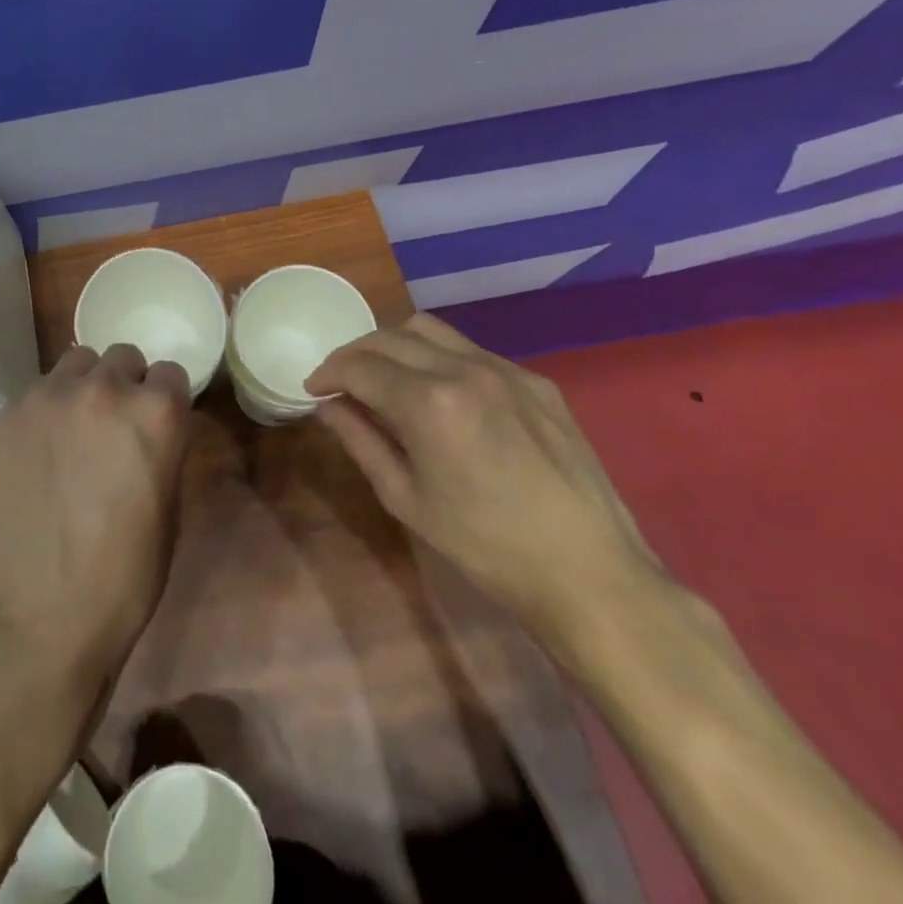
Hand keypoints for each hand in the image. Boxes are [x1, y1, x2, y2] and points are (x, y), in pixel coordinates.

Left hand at [0, 344, 192, 695]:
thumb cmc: (124, 575)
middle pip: (122, 356)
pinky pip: (39, 390)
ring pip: (77, 362)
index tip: (156, 423)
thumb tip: (149, 427)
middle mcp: (104, 389)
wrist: (40, 611)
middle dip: (125, 384)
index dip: (165, 398)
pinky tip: (41, 449)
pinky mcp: (11, 412)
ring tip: (75, 428)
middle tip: (114, 425)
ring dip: (85, 385)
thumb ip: (161, 446)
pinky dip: (47, 409)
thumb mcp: (168, 507)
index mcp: (156, 413)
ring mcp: (51, 396)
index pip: (170, 371)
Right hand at [308, 313, 652, 640]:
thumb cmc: (485, 546)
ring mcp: (505, 370)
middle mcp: (464, 370)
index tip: (313, 388)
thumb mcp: (406, 498)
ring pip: (430, 330)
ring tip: (386, 377)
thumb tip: (328, 407)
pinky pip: (472, 350)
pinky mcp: (536, 381)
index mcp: (428, 402)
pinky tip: (442, 394)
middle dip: (355, 354)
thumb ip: (360, 441)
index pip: (359, 367)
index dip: (328, 373)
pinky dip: (440, 359)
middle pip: (389, 337)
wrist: (589, 573)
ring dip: (395, 345)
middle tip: (341, 381)